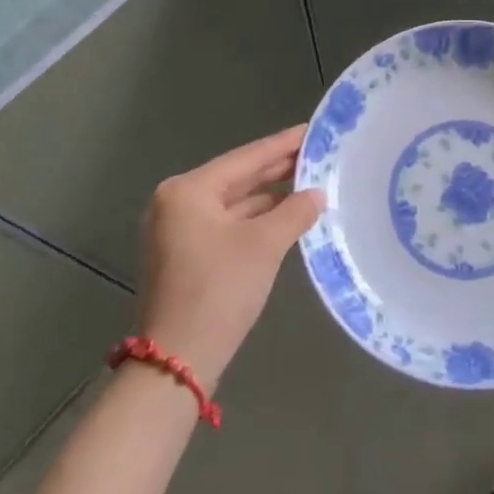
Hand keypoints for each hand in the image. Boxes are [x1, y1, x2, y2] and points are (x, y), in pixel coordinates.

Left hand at [136, 126, 321, 393]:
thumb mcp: (264, 245)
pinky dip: (256, 219)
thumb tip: (317, 194)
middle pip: (238, 177)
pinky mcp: (186, 255)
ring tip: (310, 182)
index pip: (246, 158)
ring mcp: (178, 230)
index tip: (313, 129)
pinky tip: (286, 215)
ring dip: (270, 196)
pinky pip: (228, 224)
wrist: (175, 364)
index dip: (283, 144)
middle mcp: (177, 203)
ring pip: (234, 202)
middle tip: (318, 152)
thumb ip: (295, 211)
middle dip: (278, 168)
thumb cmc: (218, 291)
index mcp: (187, 190)